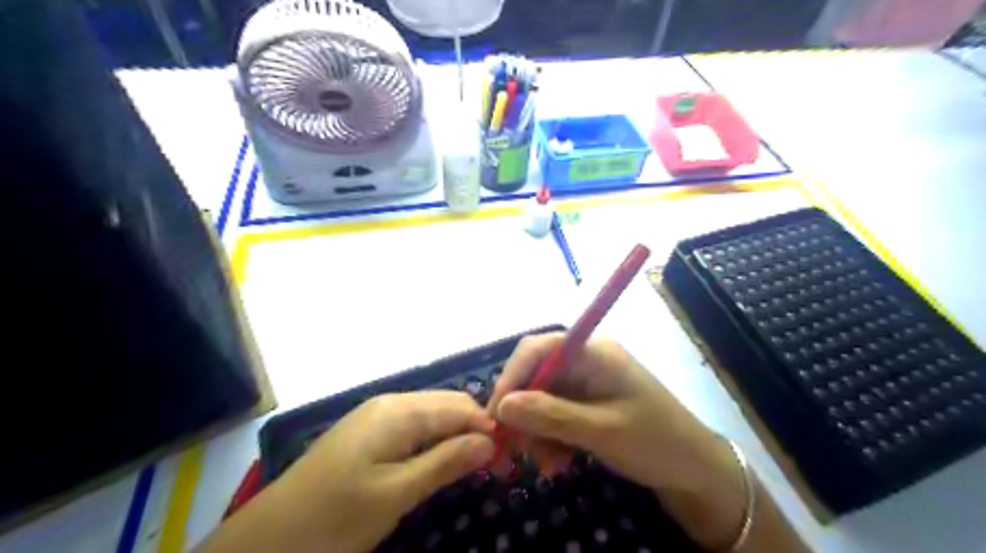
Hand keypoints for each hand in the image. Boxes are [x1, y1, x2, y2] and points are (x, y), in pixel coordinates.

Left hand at [198, 389, 496, 552]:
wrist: (267, 538)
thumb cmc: (334, 517)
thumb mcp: (396, 494)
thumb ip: (446, 462)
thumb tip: (491, 441)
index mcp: (399, 411)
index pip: (461, 407)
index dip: (490, 428)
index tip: (511, 457)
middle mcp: (390, 402)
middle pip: (448, 406)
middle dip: (475, 429)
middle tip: (496, 465)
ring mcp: (377, 415)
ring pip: (432, 415)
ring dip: (456, 435)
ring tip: (473, 464)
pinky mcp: (368, 431)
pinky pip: (413, 426)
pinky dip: (434, 440)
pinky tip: (439, 461)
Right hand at [484, 336, 747, 551]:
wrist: (696, 470)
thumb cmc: (655, 442)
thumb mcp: (601, 431)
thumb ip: (550, 416)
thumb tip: (503, 406)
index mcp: (593, 352)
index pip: (537, 349)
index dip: (511, 376)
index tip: (496, 414)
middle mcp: (585, 360)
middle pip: (536, 374)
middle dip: (523, 412)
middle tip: (516, 449)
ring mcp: (587, 381)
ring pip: (541, 398)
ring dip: (536, 431)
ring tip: (546, 465)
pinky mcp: (588, 402)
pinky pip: (555, 414)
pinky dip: (550, 437)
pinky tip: (559, 462)